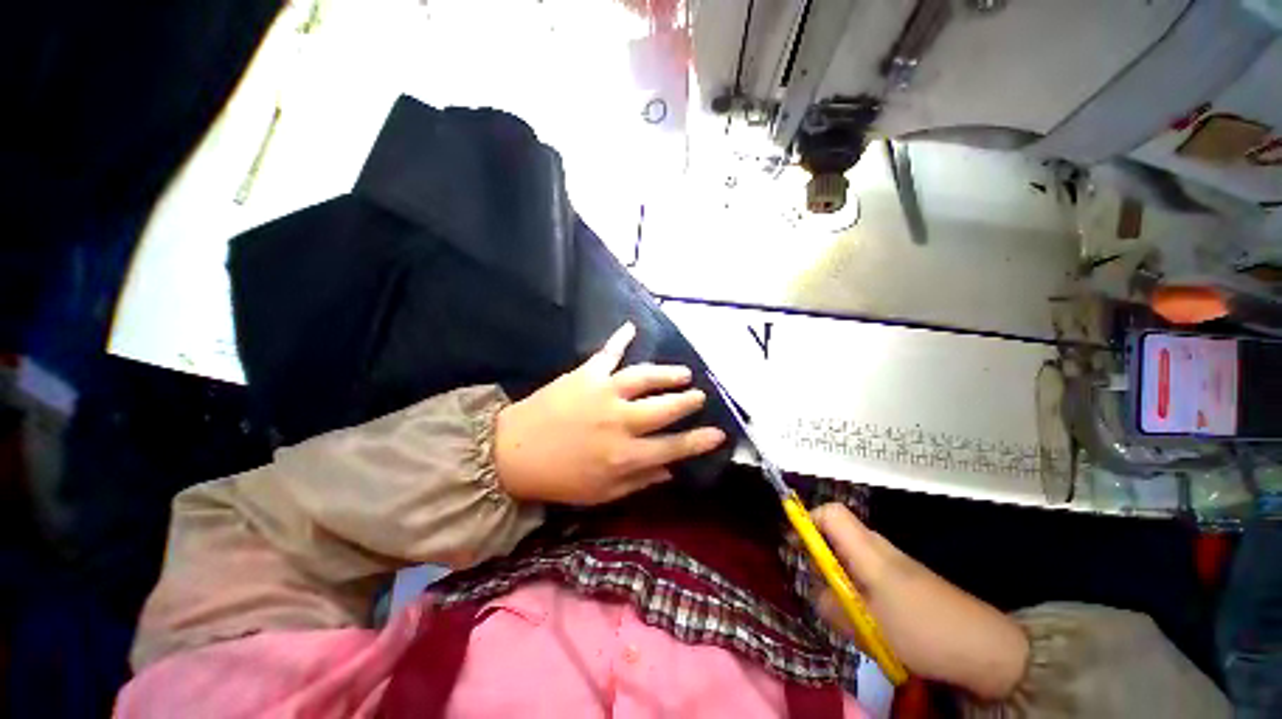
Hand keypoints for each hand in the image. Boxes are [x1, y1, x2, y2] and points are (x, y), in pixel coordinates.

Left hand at [494, 322, 726, 505]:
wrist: (511, 453)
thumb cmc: (558, 479)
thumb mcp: (602, 493)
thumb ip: (639, 481)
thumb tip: (670, 470)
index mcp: (625, 455)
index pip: (673, 447)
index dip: (699, 441)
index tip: (719, 434)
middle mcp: (621, 421)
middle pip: (665, 407)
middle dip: (688, 401)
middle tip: (699, 396)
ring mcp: (603, 393)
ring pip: (645, 377)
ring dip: (668, 374)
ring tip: (683, 373)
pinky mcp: (585, 375)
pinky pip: (607, 353)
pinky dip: (619, 339)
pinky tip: (630, 327)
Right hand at [808, 503, 1029, 699]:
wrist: (985, 648)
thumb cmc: (922, 631)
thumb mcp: (867, 626)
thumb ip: (831, 606)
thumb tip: (815, 593)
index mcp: (868, 550)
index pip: (830, 512)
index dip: (807, 520)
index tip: (794, 544)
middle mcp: (879, 547)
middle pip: (838, 530)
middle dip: (819, 551)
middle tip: (814, 582)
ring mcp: (894, 562)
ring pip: (851, 553)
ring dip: (837, 572)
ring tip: (839, 605)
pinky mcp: (906, 579)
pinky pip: (868, 570)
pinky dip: (856, 584)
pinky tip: (865, 614)